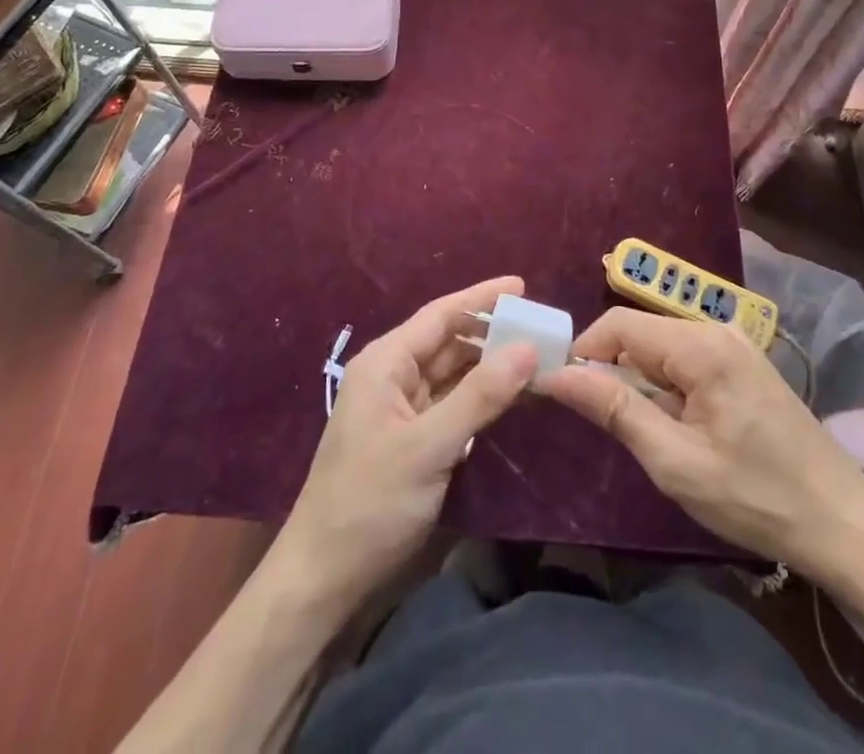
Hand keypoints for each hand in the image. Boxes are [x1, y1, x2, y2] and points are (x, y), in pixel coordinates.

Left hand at [277, 276, 537, 615]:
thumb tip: (527, 348)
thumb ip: (480, 396)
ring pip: (451, 373)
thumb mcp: (429, 446)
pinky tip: (509, 396)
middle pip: (447, 341)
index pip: (441, 315)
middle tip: (540, 327)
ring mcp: (399, 409)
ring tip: (534, 355)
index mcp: (385, 363)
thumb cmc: (370, 503)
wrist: (323, 578)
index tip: (522, 285)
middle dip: (491, 333)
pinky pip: (450, 404)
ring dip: (488, 365)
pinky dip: (479, 397)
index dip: (481, 298)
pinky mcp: (409, 439)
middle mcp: (391, 376)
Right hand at [539, 308, 863, 585]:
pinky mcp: (744, 364)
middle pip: (640, 334)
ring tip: (645, 432)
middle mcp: (716, 330)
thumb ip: (614, 409)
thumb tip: (556, 374)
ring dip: (641, 382)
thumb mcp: (675, 461)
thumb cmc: (756, 496)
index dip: (584, 353)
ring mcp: (734, 345)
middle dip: (613, 370)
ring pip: (661, 348)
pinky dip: (667, 386)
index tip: (563, 392)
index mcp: (699, 345)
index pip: (618, 325)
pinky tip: (678, 427)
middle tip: (606, 424)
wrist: (844, 525)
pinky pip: (686, 360)